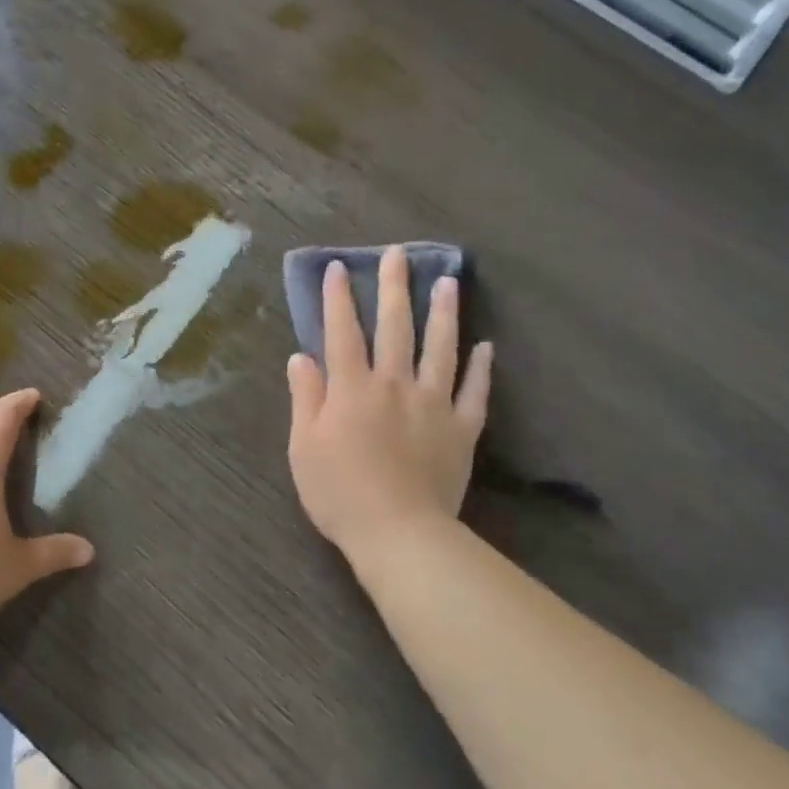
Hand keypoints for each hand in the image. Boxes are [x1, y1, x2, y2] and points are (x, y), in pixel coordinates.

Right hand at [286, 246, 491, 557]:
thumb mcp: (304, 447)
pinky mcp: (461, 430)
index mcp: (352, 389)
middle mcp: (395, 385)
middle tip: (398, 255)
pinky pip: (475, 393)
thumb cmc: (340, 493)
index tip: (338, 268)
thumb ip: (306, 398)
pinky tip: (487, 347)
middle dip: (394, 288)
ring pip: (440, 349)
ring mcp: (433, 405)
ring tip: (449, 282)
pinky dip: (481, 369)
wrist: (398, 534)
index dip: (338, 299)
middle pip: (395, 328)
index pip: (342, 333)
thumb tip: (301, 356)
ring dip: (443, 314)